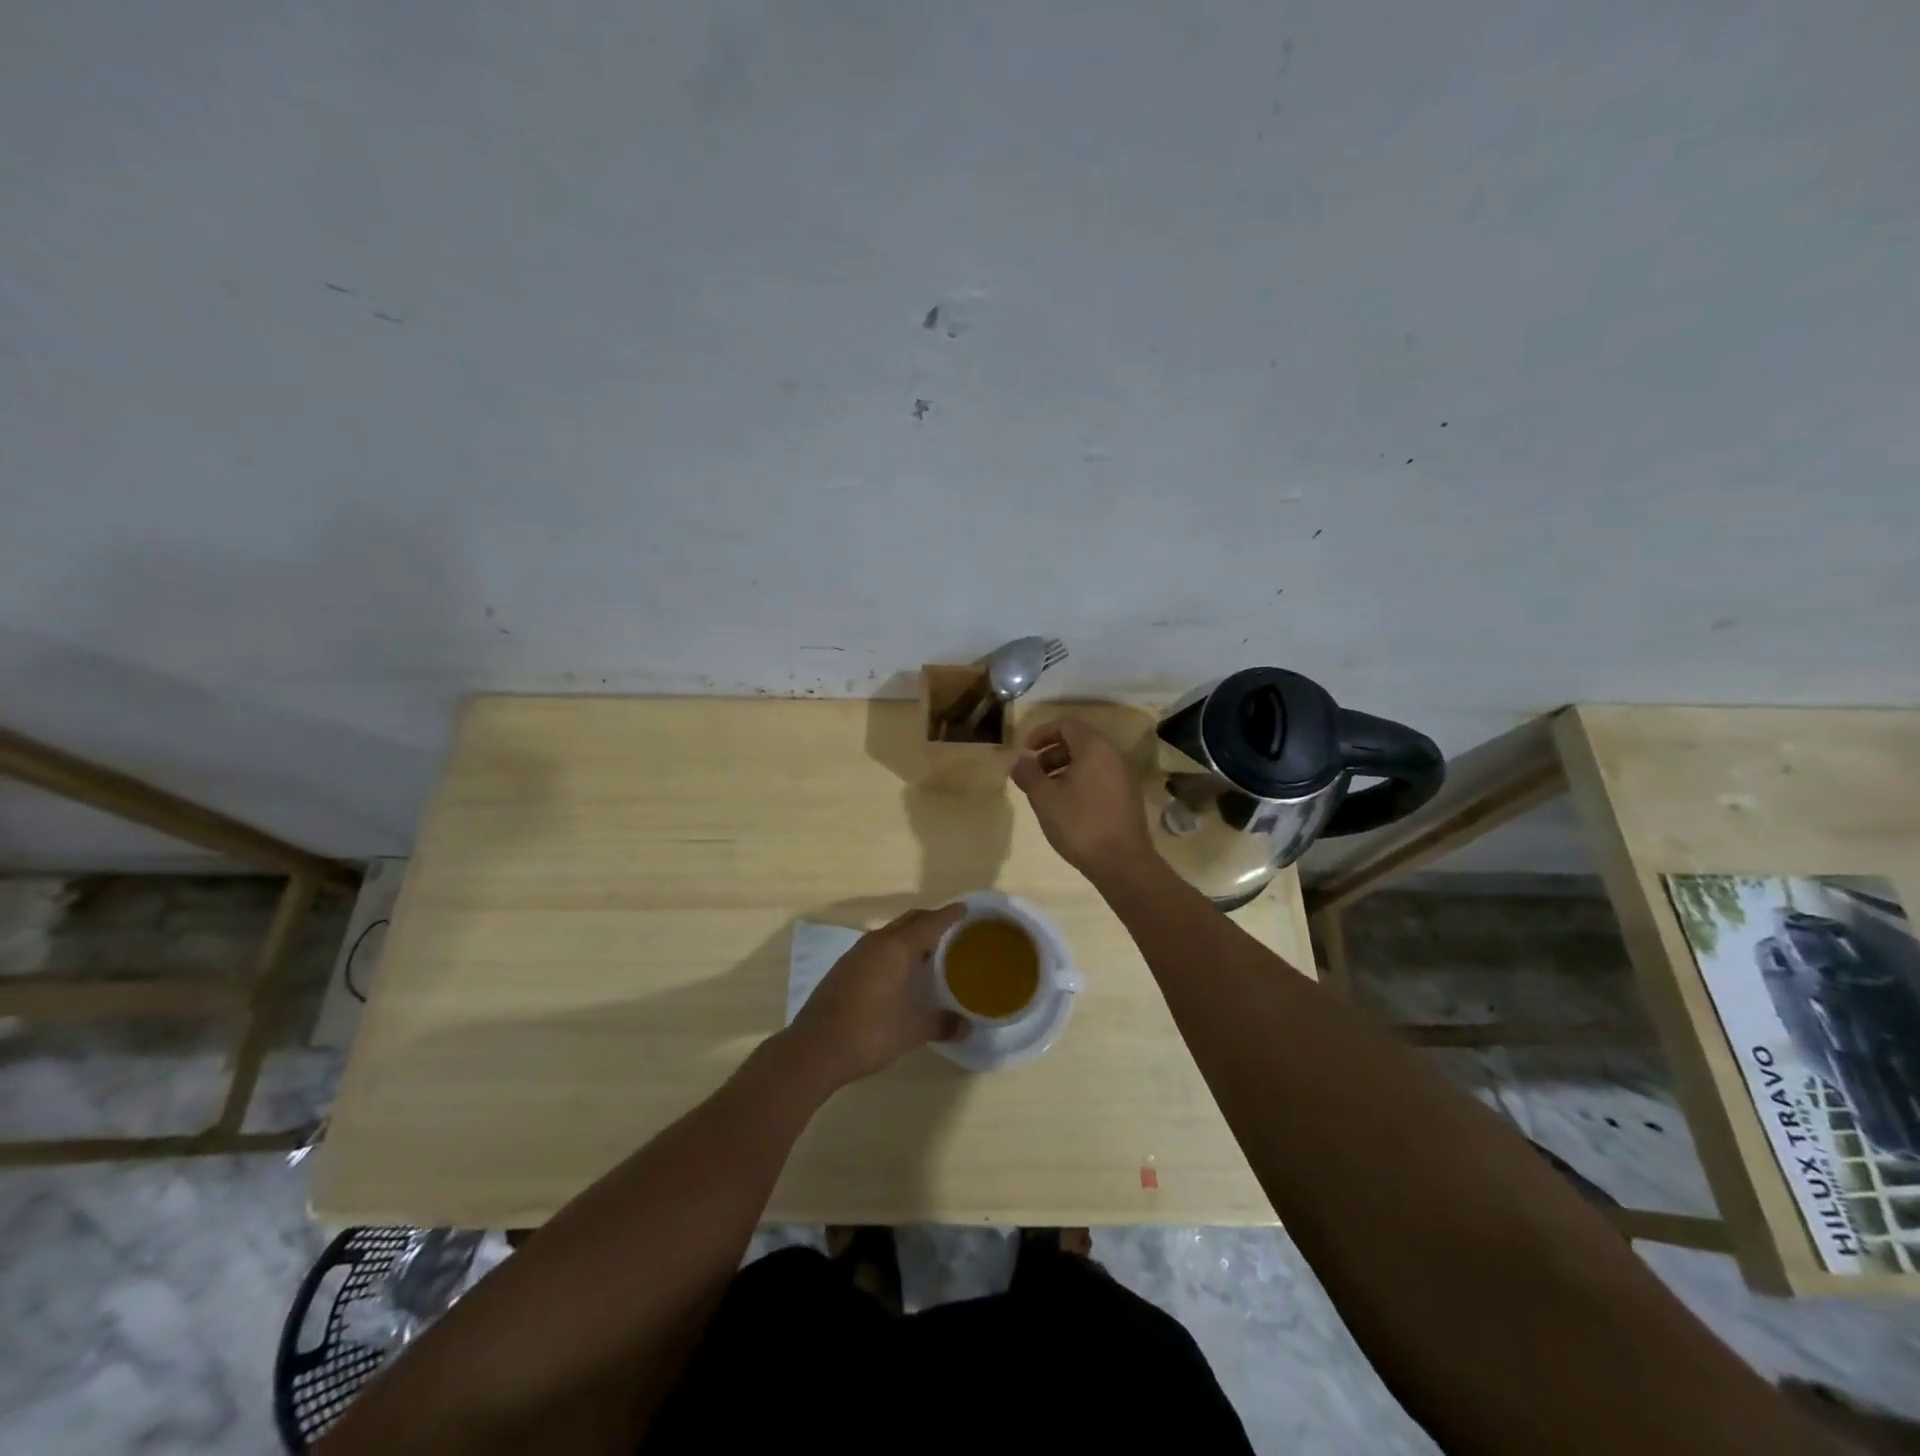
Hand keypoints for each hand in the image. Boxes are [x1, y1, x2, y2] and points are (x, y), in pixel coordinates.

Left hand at [787, 905, 966, 1086]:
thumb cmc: (870, 1031)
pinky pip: (877, 948)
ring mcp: (856, 954)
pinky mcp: (844, 968)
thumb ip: (943, 1023)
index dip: (950, 915)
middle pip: (909, 921)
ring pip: (891, 934)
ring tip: (930, 953)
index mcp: (897, 947)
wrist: (815, 1048)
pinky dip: (894, 951)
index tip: (966, 910)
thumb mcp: (914, 1030)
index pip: (930, 922)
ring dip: (910, 937)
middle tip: (953, 931)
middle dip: (931, 921)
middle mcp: (876, 942)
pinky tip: (900, 973)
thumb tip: (967, 1026)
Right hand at [1009, 720, 1154, 885]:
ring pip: (1090, 760)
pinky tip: (1067, 804)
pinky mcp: (1128, 795)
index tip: (1025, 752)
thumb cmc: (1079, 824)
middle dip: (1052, 752)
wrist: (1122, 862)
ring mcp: (1124, 775)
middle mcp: (1114, 755)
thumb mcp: (1044, 798)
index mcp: (1094, 747)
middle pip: (1079, 741)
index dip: (1041, 734)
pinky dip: (1081, 779)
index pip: (1066, 725)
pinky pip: (1101, 775)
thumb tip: (1018, 761)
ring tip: (1047, 790)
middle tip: (1034, 772)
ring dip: (1065, 767)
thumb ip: (1028, 774)